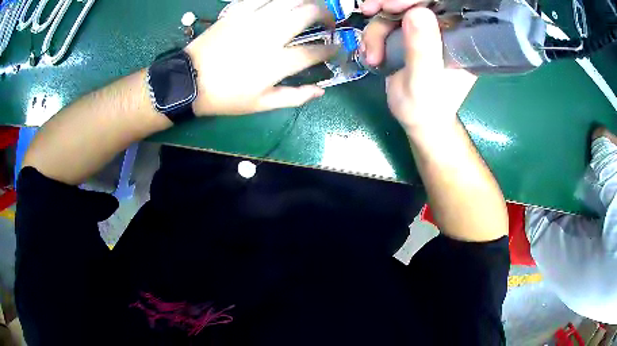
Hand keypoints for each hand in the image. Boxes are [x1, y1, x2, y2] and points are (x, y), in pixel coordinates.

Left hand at [185, 0, 335, 115]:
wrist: (189, 82)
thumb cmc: (225, 97)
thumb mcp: (261, 105)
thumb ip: (294, 97)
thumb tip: (321, 91)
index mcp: (277, 62)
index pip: (315, 51)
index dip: (331, 49)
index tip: (334, 48)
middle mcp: (270, 35)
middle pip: (308, 13)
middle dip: (326, 15)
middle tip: (327, 22)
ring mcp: (253, 19)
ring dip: (305, 1)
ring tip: (308, 7)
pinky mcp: (237, 12)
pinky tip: (281, 4)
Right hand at [360, 1, 476, 133]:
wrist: (417, 120)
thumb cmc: (426, 108)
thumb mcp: (423, 83)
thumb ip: (422, 50)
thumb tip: (418, 12)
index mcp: (459, 39)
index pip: (441, 5)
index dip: (413, 0)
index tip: (390, 6)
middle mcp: (444, 30)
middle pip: (415, 3)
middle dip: (388, 5)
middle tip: (369, 11)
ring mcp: (425, 31)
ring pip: (395, 12)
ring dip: (376, 30)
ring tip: (372, 57)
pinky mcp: (409, 35)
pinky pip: (386, 23)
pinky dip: (373, 36)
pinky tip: (371, 54)